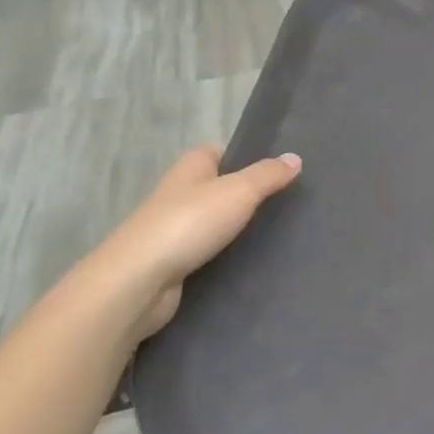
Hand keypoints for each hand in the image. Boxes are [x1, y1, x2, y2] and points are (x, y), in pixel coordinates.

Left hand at [74, 146, 302, 340]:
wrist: (138, 281)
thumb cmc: (189, 223)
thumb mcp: (239, 191)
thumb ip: (268, 175)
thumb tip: (295, 158)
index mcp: (191, 166)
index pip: (221, 152)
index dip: (247, 158)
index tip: (279, 171)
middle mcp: (179, 192)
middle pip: (220, 187)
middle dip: (248, 196)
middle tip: (287, 204)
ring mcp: (173, 229)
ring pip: (214, 222)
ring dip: (237, 228)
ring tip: (277, 234)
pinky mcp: (173, 262)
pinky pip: (208, 251)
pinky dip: (226, 255)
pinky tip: (251, 262)